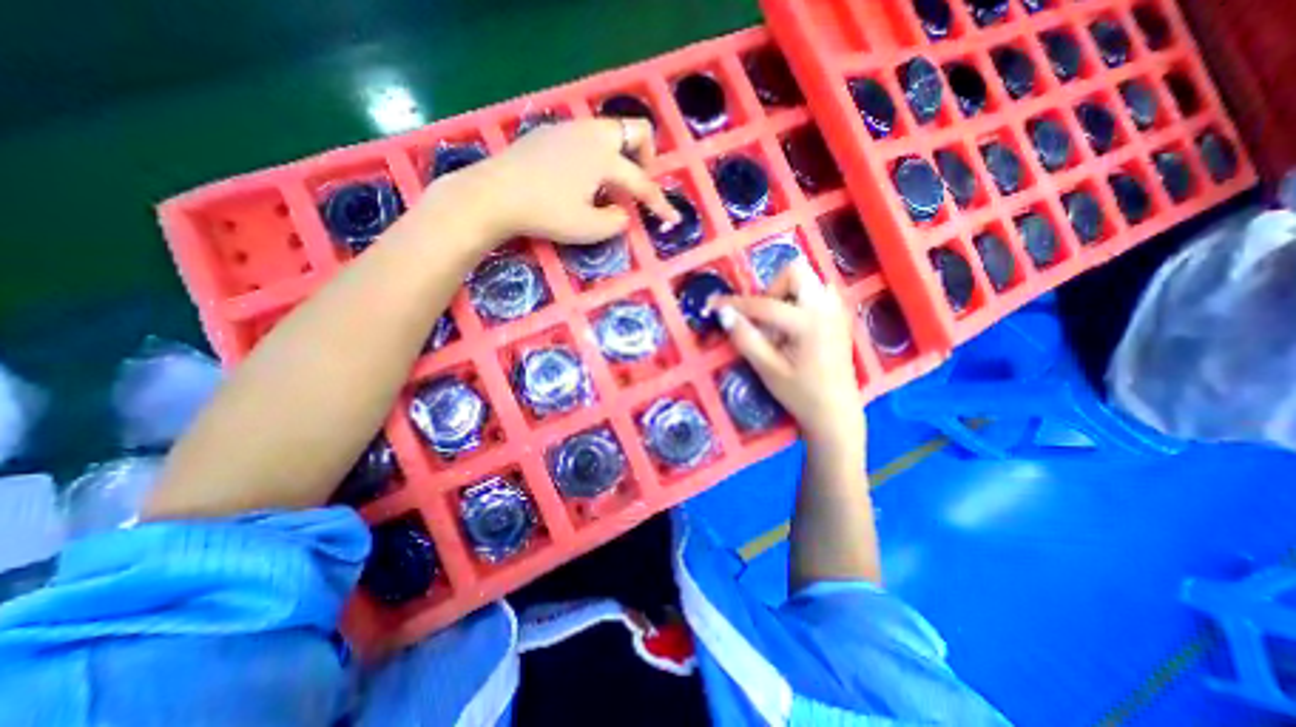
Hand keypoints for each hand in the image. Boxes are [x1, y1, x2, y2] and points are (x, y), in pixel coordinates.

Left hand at [452, 117, 681, 243]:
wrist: (494, 194)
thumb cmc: (546, 213)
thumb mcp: (588, 229)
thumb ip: (616, 221)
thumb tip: (622, 211)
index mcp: (605, 158)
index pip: (642, 184)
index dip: (660, 205)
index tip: (673, 219)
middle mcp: (592, 135)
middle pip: (635, 130)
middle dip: (647, 157)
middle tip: (640, 182)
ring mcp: (569, 129)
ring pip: (610, 130)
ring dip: (622, 153)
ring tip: (612, 182)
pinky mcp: (550, 132)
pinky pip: (586, 135)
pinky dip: (597, 153)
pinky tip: (582, 175)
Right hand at [714, 257, 863, 454]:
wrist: (837, 413)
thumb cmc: (801, 394)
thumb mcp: (768, 369)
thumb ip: (745, 338)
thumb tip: (723, 314)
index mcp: (808, 322)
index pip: (764, 305)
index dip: (734, 304)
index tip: (714, 305)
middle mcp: (826, 308)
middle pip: (795, 272)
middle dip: (772, 289)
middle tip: (762, 317)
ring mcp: (837, 310)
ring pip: (809, 280)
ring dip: (786, 293)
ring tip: (778, 323)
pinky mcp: (840, 317)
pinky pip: (818, 292)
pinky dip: (800, 300)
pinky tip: (794, 326)